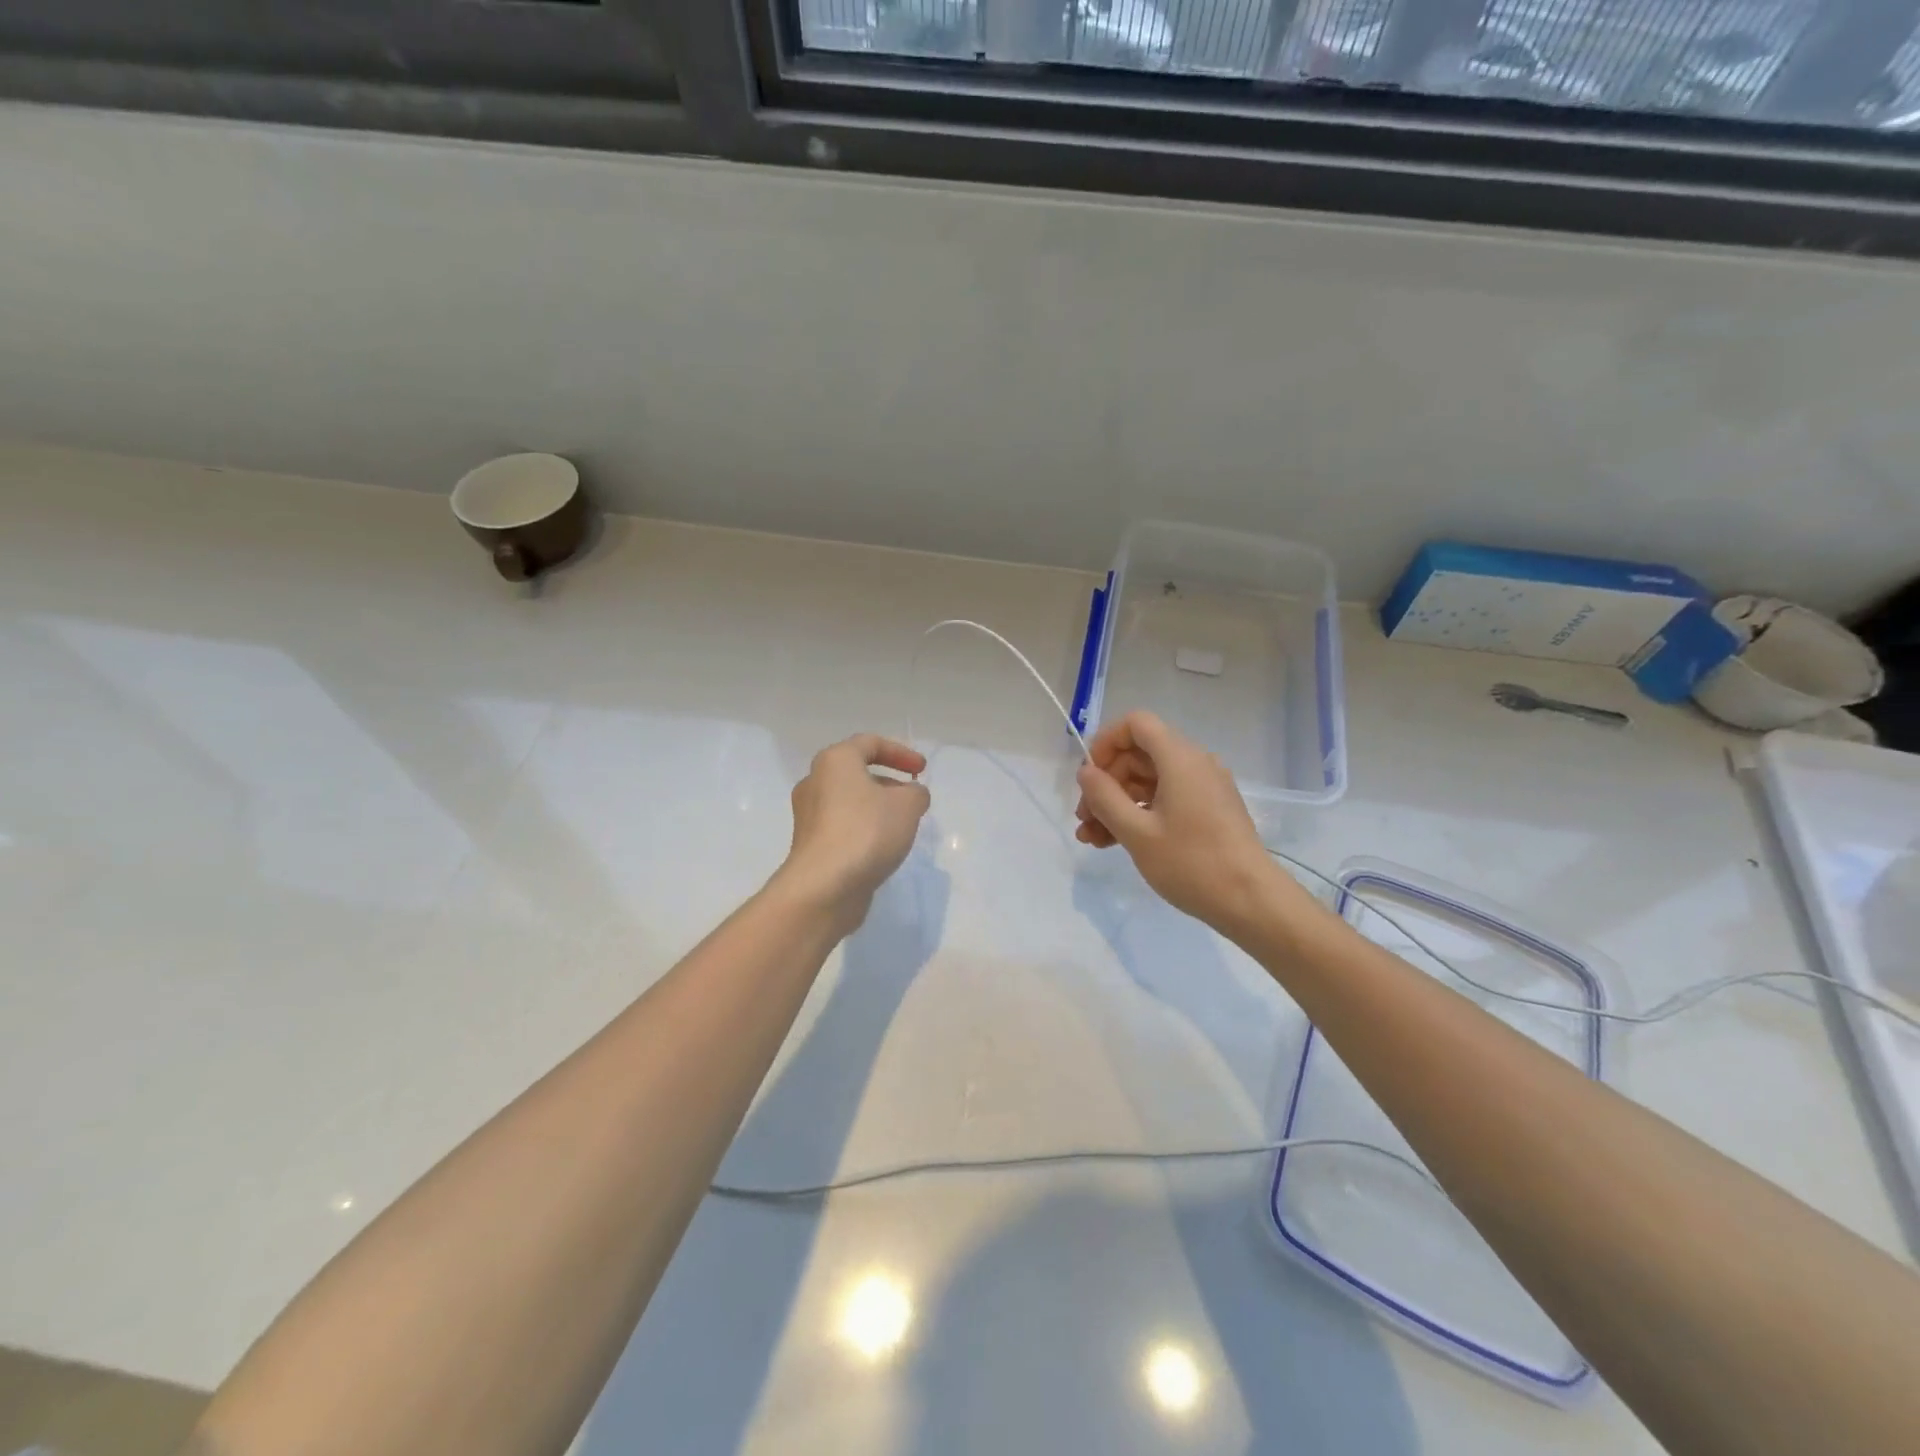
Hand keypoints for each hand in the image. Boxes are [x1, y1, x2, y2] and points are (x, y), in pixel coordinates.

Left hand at [777, 734, 931, 929]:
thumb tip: (911, 795)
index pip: (870, 743)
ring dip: (876, 807)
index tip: (922, 770)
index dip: (901, 752)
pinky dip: (863, 828)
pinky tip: (882, 847)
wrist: (824, 886)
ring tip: (902, 825)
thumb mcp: (907, 805)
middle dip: (888, 782)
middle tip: (912, 798)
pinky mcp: (810, 843)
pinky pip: (842, 825)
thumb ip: (916, 792)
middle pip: (856, 772)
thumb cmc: (866, 832)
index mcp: (835, 761)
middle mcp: (815, 781)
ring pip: (849, 800)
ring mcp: (808, 815)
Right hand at [1073, 711, 1314, 937]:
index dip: (1106, 742)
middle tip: (1084, 819)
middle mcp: (1194, 763)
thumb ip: (1104, 797)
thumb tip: (1086, 772)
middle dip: (1106, 784)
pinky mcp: (1208, 811)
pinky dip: (1139, 814)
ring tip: (1092, 839)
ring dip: (1117, 804)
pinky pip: (1165, 799)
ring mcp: (1203, 788)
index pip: (1137, 723)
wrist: (1251, 901)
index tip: (1089, 776)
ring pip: (1148, 782)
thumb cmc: (1191, 862)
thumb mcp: (1136, 832)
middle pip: (1139, 755)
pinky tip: (1115, 842)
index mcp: (1179, 758)